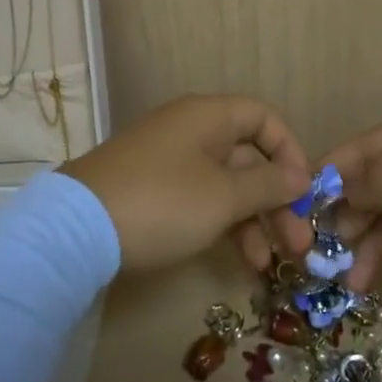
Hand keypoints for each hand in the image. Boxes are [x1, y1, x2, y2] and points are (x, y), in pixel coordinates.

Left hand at [63, 95, 312, 273]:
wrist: (76, 231)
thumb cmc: (163, 203)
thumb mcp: (224, 197)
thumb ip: (268, 185)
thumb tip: (301, 177)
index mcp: (209, 117)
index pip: (264, 118)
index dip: (291, 151)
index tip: (305, 191)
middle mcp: (191, 131)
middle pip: (248, 158)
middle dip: (277, 201)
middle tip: (300, 244)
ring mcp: (170, 162)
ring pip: (226, 185)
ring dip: (254, 222)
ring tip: (271, 265)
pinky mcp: (154, 192)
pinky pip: (202, 201)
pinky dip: (224, 226)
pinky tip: (241, 262)